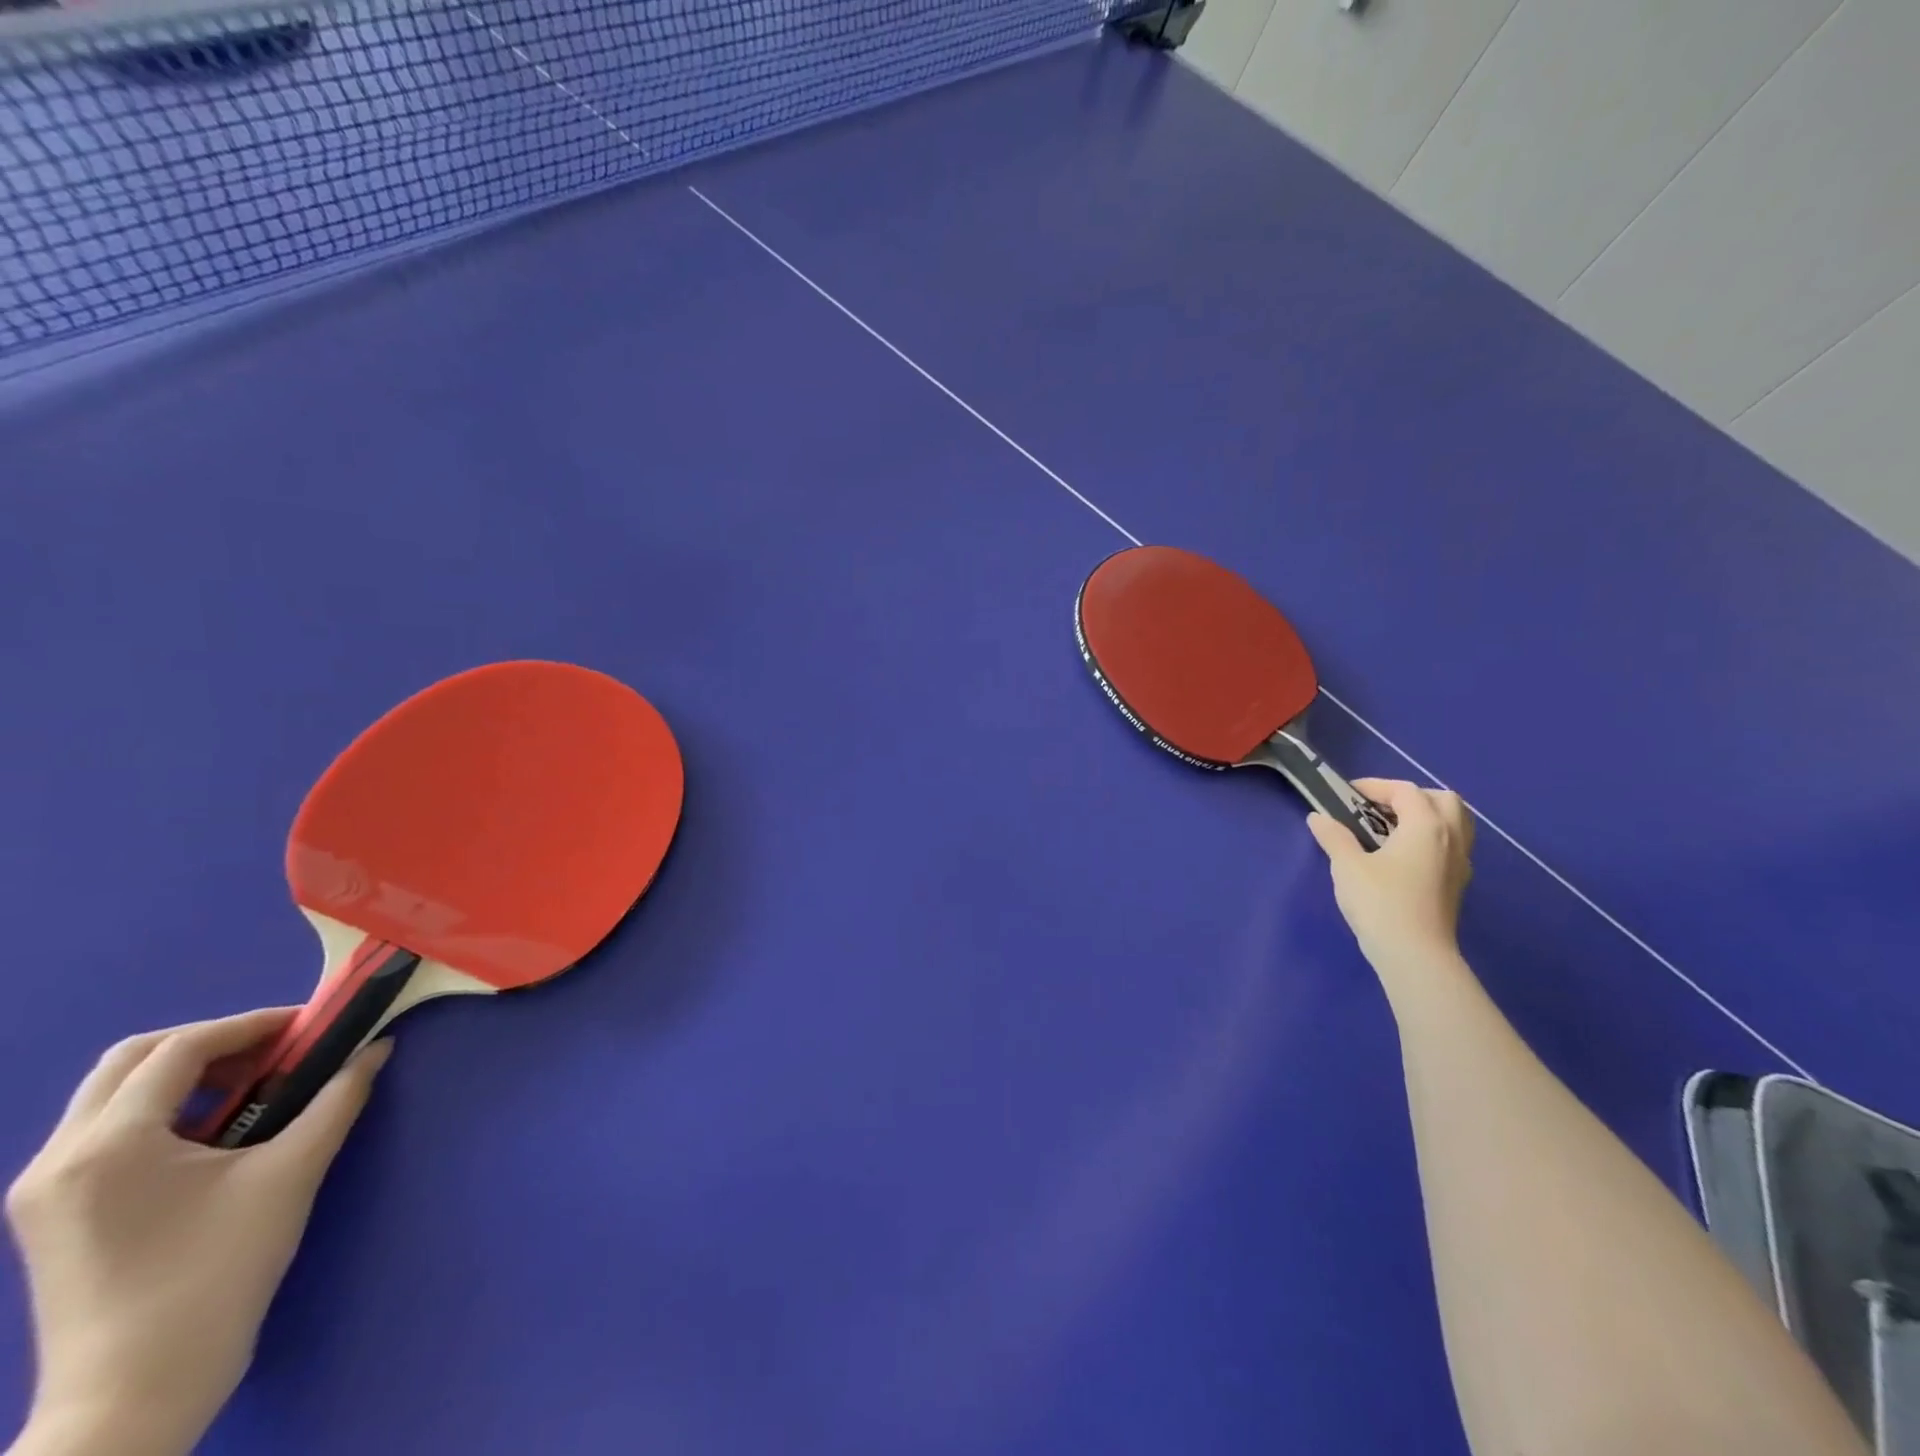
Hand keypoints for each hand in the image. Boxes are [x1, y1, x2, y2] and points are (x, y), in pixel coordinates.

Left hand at [5, 1010, 389, 1455]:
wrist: (134, 1394)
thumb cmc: (217, 1274)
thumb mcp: (291, 1175)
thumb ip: (337, 1100)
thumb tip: (376, 1049)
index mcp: (109, 1145)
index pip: (181, 1049)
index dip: (252, 1025)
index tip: (310, 1027)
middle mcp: (58, 1157)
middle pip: (132, 1059)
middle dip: (213, 1041)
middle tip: (277, 1050)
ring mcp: (42, 1189)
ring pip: (114, 1093)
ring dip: (188, 1073)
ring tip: (254, 1087)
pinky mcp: (48, 1213)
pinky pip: (105, 1130)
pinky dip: (164, 1108)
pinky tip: (213, 1130)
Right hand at [1308, 778, 1474, 972]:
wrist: (1415, 955)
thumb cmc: (1380, 902)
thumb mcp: (1347, 866)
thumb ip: (1334, 837)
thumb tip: (1319, 817)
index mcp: (1426, 826)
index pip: (1405, 791)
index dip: (1376, 786)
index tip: (1348, 794)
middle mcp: (1451, 838)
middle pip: (1442, 800)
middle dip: (1411, 796)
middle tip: (1380, 807)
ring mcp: (1460, 863)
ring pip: (1455, 823)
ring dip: (1427, 816)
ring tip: (1394, 828)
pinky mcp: (1458, 884)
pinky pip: (1453, 846)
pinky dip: (1433, 838)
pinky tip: (1407, 856)